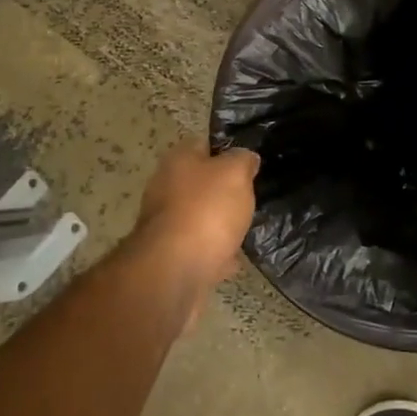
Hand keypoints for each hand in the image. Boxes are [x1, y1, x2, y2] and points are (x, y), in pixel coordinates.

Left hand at [130, 139, 259, 319]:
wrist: (175, 271)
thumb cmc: (206, 210)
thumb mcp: (235, 172)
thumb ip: (243, 160)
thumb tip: (246, 158)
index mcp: (177, 160)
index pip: (204, 144)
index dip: (228, 150)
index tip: (250, 161)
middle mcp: (165, 187)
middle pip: (200, 182)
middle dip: (223, 190)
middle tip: (250, 196)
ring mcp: (165, 224)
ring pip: (200, 217)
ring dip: (220, 223)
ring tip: (247, 227)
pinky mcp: (170, 256)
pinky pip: (199, 248)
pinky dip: (215, 252)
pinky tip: (235, 258)